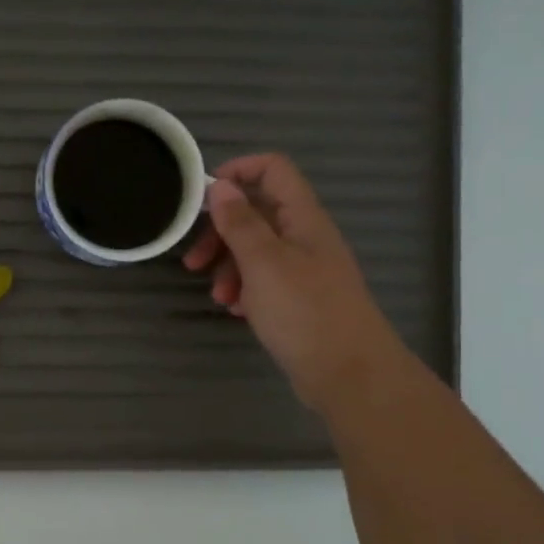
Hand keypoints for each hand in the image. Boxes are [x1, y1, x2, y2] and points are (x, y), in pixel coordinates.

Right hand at [183, 153, 401, 412]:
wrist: (349, 374)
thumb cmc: (305, 311)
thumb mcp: (263, 263)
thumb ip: (240, 222)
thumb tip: (221, 185)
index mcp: (302, 218)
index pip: (273, 169)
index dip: (238, 171)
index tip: (203, 197)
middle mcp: (304, 237)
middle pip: (257, 212)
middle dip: (221, 232)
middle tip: (194, 261)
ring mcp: (303, 269)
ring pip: (256, 250)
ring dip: (229, 266)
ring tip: (219, 297)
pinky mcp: (299, 299)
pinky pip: (264, 280)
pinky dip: (245, 289)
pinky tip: (236, 310)